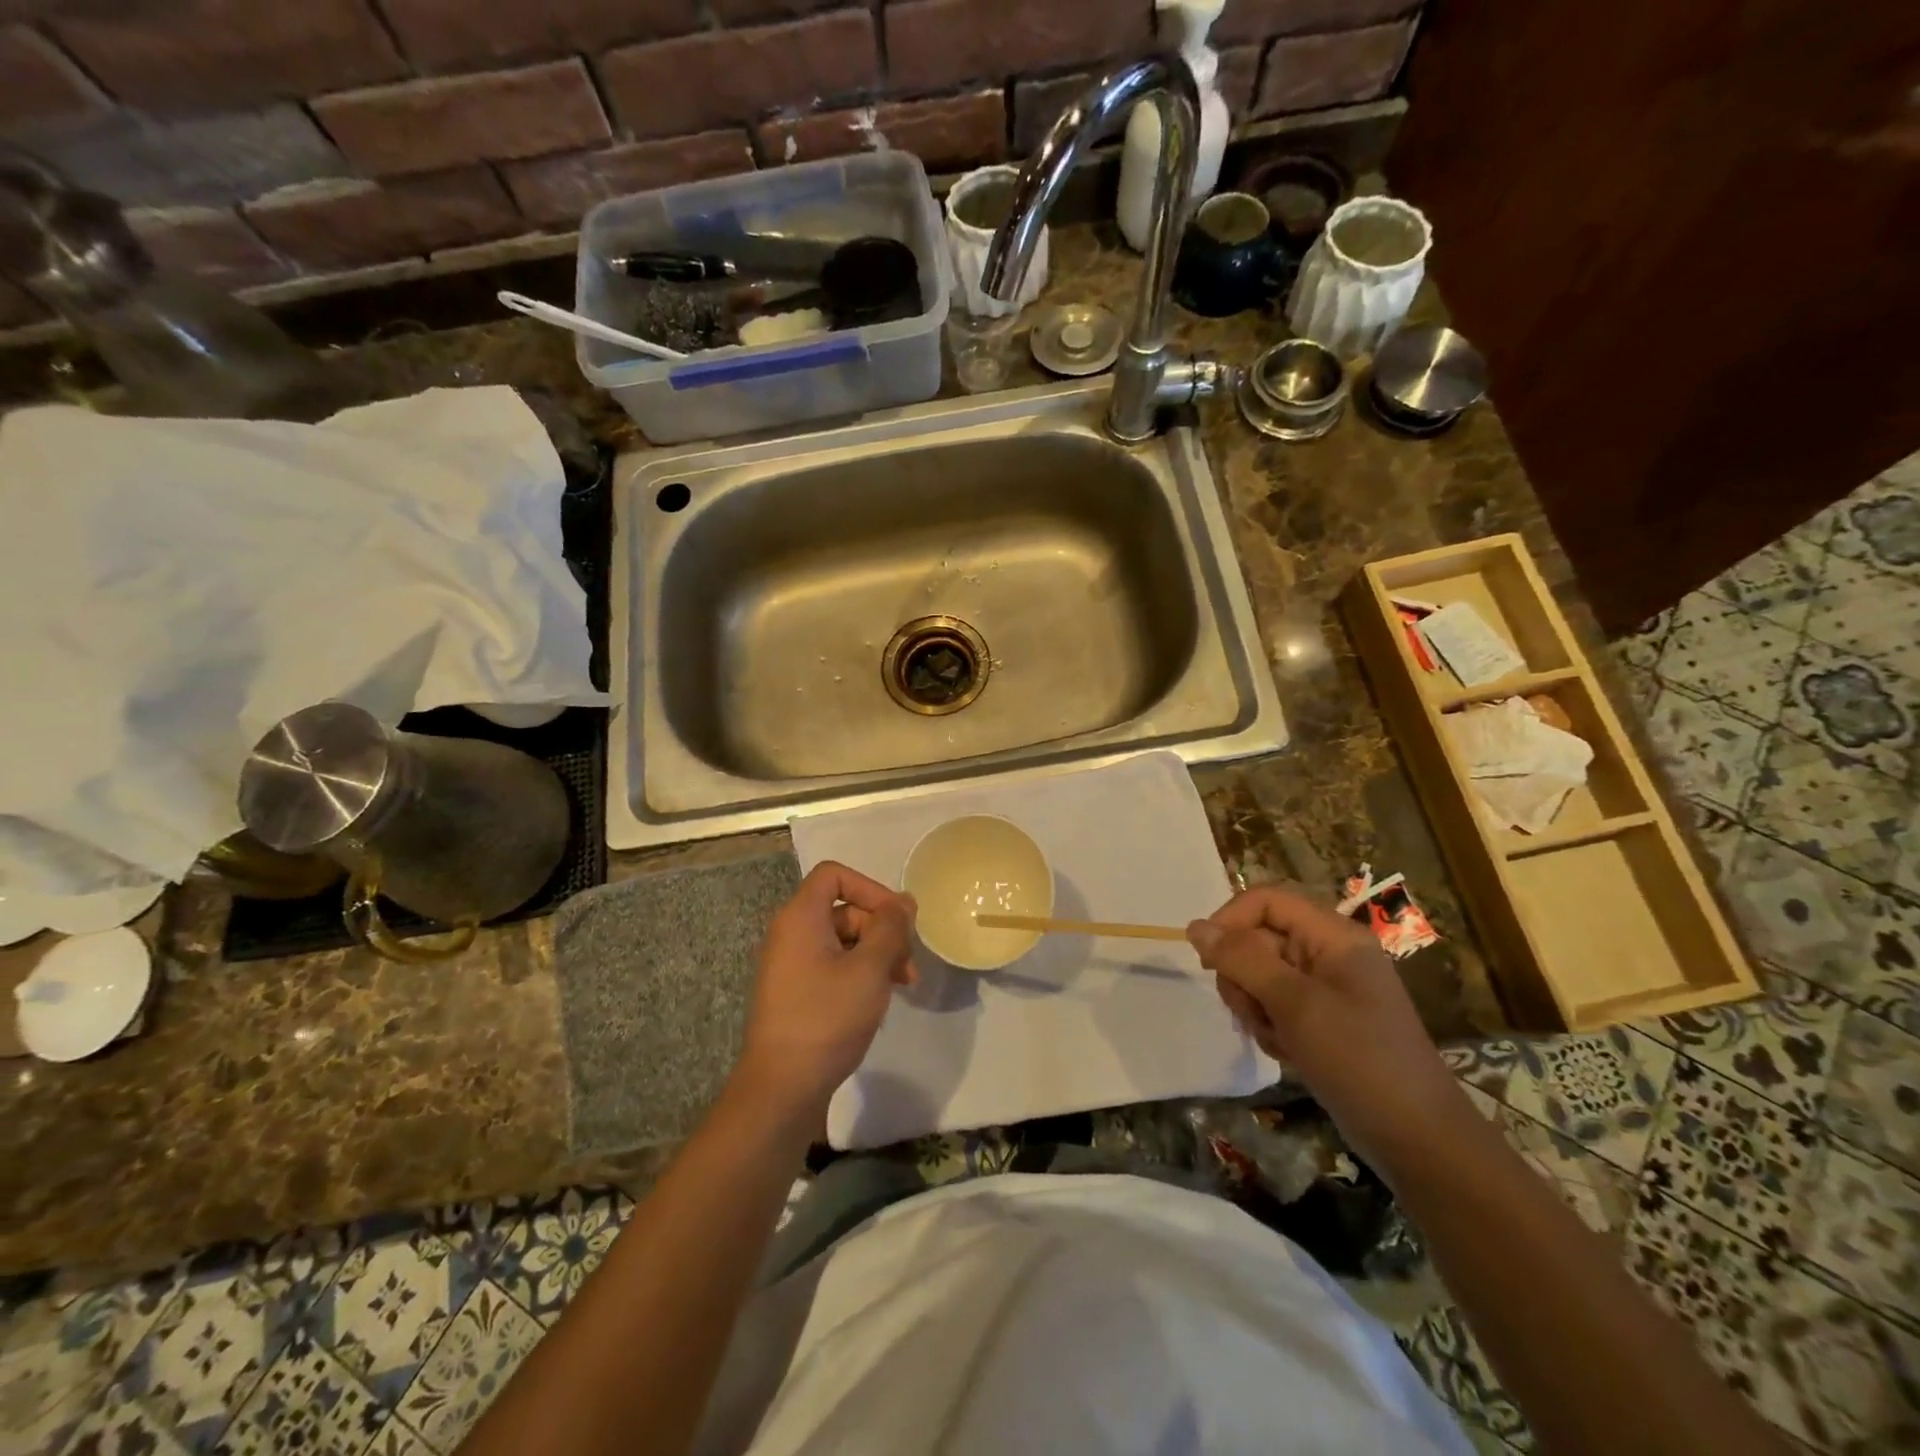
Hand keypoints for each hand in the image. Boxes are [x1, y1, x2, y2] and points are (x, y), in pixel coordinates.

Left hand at [737, 861, 916, 1112]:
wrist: (782, 1088)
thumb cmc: (827, 1018)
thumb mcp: (869, 968)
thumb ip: (891, 928)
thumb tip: (904, 901)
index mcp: (800, 917)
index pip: (834, 875)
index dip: (870, 888)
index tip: (897, 919)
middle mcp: (790, 933)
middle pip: (843, 909)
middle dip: (882, 929)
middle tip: (909, 963)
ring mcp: (791, 964)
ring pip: (843, 940)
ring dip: (877, 954)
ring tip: (903, 984)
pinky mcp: (796, 992)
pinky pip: (832, 965)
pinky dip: (860, 972)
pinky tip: (879, 999)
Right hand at [1187, 885, 1479, 1171]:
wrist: (1418, 1140)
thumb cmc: (1359, 1059)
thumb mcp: (1295, 1003)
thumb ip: (1242, 959)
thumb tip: (1195, 928)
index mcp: (1333, 935)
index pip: (1265, 900)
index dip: (1230, 921)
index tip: (1209, 962)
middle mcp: (1328, 952)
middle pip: (1258, 938)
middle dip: (1244, 976)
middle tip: (1255, 1013)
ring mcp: (1325, 987)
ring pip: (1259, 974)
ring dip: (1255, 1007)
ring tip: (1278, 1039)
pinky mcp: (1321, 1019)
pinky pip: (1274, 1005)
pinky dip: (1270, 1027)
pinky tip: (1289, 1054)